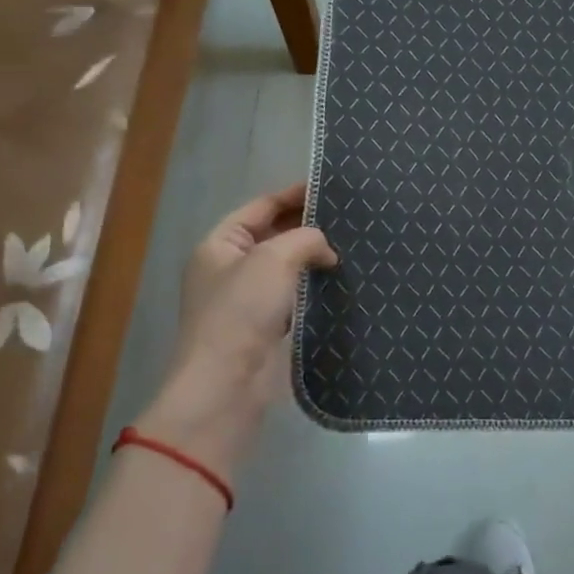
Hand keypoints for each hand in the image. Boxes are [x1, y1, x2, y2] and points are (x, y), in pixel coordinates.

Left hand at [137, 184, 336, 467]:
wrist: (227, 384)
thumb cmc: (241, 311)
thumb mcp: (273, 258)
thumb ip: (305, 238)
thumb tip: (326, 250)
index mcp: (220, 244)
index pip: (261, 206)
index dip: (295, 194)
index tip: (333, 188)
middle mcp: (230, 267)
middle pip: (275, 234)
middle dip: (308, 226)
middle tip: (351, 217)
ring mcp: (247, 299)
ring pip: (287, 266)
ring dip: (315, 258)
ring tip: (354, 245)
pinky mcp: (266, 326)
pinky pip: (294, 295)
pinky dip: (314, 286)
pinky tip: (341, 281)